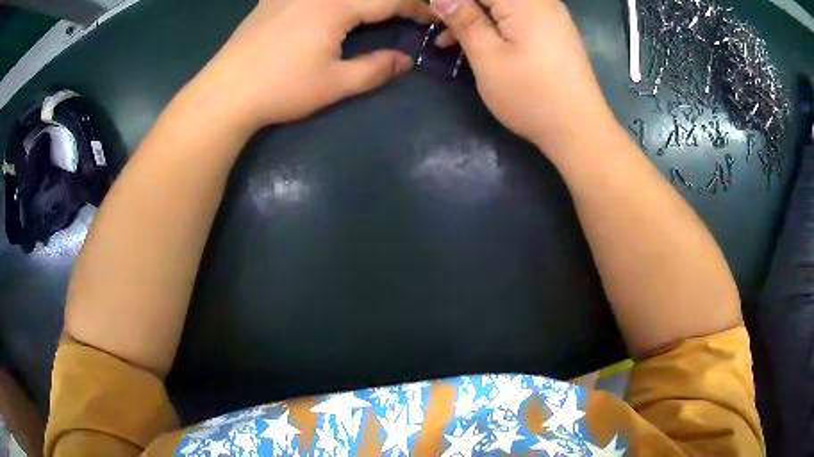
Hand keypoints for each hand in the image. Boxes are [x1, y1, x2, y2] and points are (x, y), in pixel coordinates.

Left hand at [199, 0, 434, 128]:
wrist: (225, 93)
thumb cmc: (281, 89)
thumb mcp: (335, 84)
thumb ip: (375, 69)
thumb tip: (405, 61)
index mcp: (337, 6)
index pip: (388, 0)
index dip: (416, 7)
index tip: (432, 17)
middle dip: (391, 1)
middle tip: (405, 12)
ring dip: (361, 0)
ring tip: (372, 11)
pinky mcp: (271, 0)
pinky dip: (328, 0)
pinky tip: (325, 7)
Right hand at [431, 0, 612, 151]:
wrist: (580, 130)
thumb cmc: (531, 95)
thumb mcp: (488, 57)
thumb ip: (464, 20)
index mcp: (523, 0)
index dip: (450, 2)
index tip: (432, 15)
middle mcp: (541, 1)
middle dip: (461, 8)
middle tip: (438, 29)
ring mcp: (551, 16)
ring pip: (502, 6)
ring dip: (474, 17)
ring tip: (448, 41)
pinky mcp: (554, 32)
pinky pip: (517, 16)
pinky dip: (495, 25)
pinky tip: (480, 43)